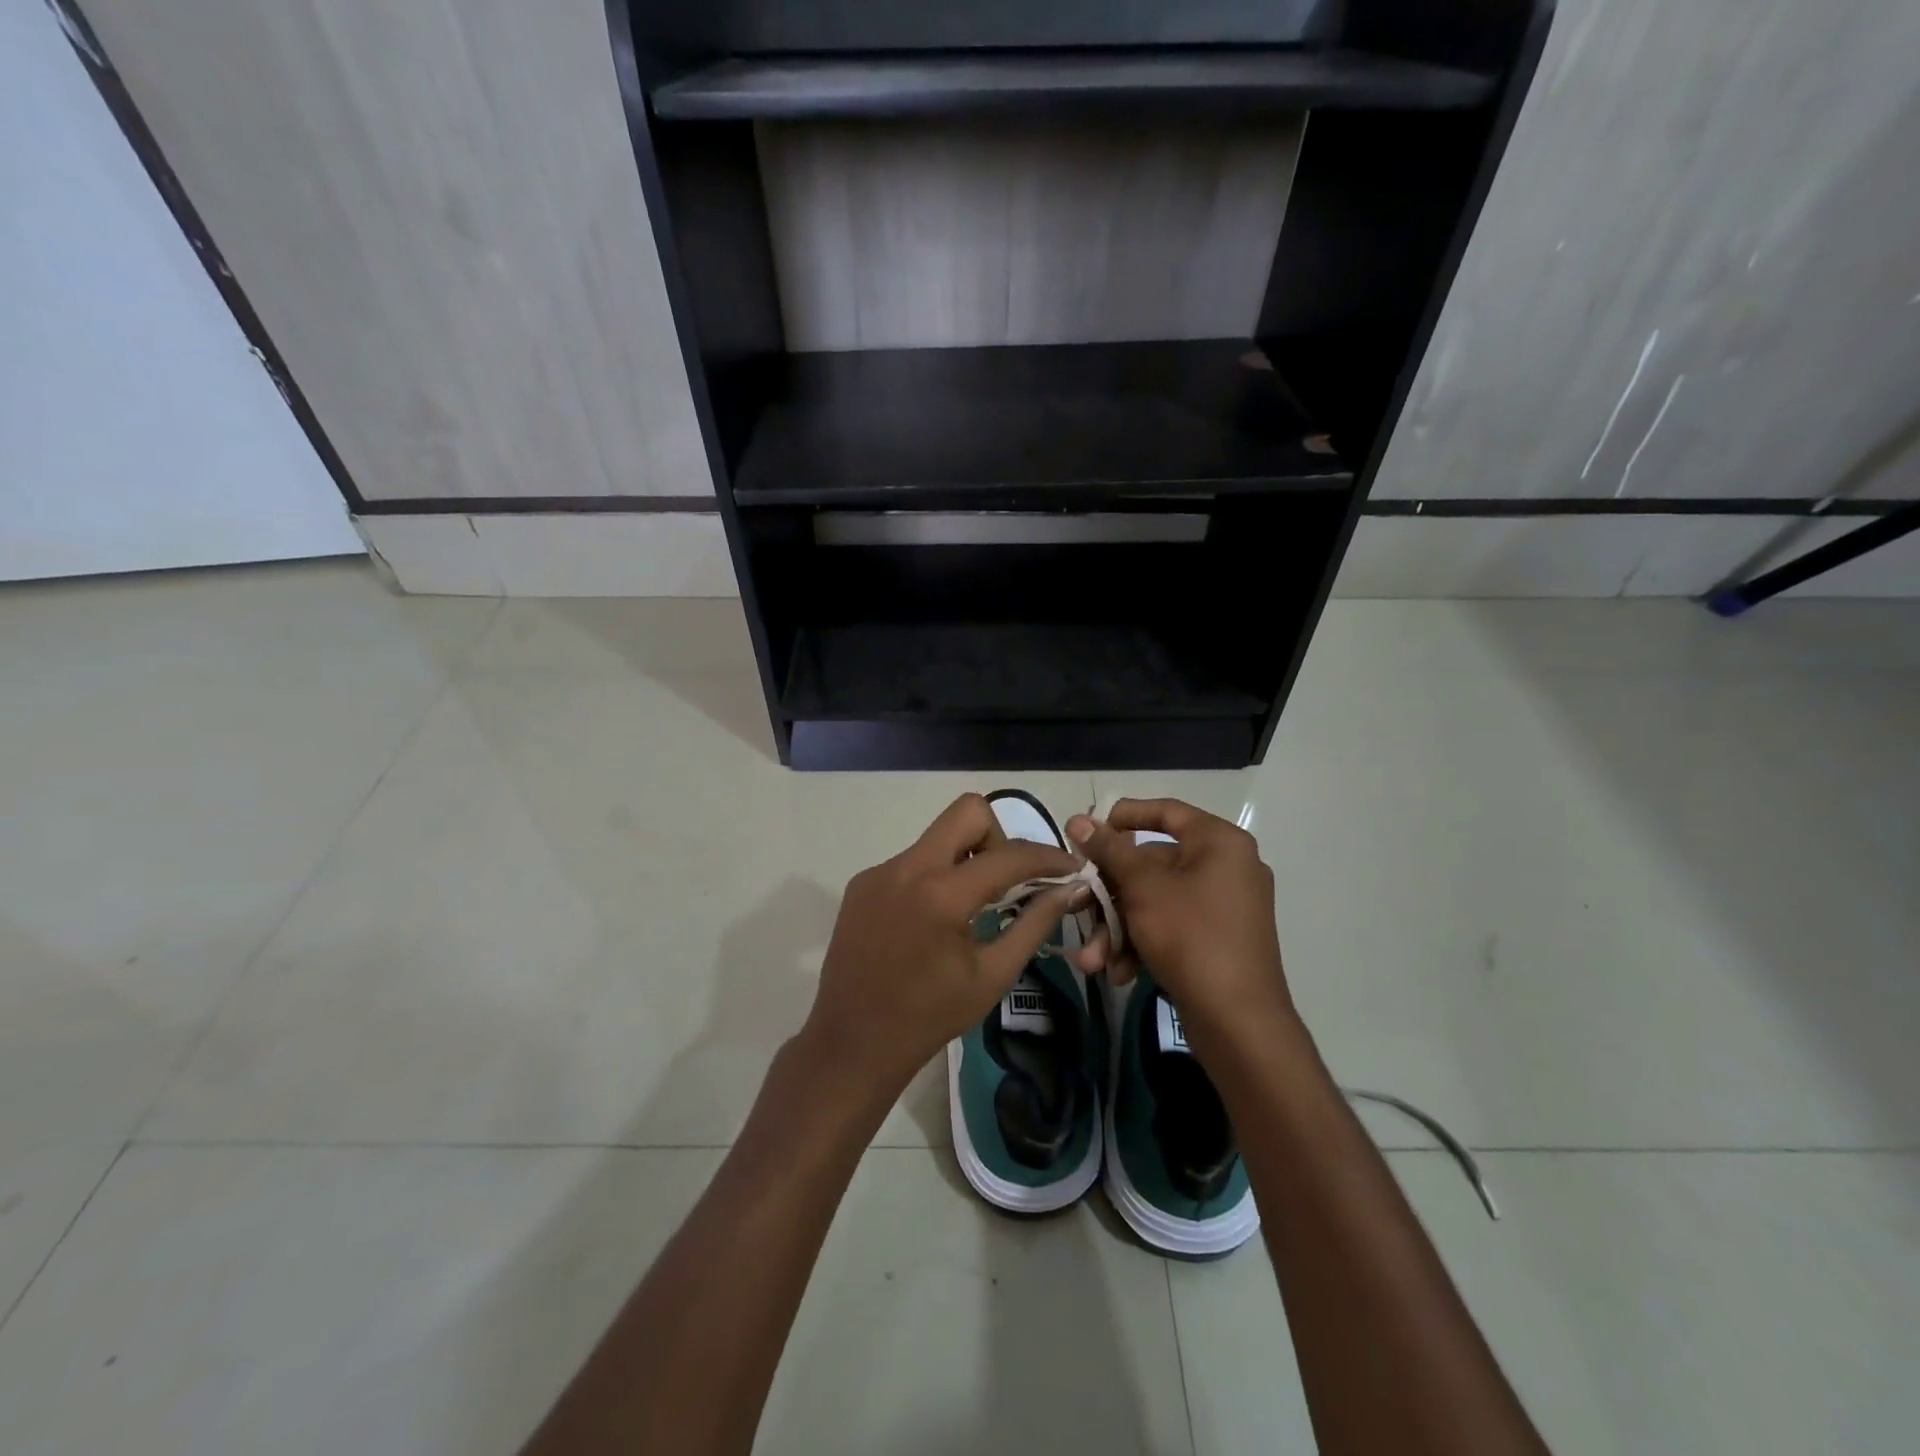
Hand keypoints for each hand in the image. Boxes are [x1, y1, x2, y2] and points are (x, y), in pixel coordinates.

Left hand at [801, 794, 1080, 1102]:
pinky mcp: (862, 882)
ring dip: (965, 858)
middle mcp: (906, 868)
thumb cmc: (930, 1017)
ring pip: (938, 835)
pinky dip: (935, 876)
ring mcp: (879, 871)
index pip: (1008, 856)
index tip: (1070, 867)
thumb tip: (1070, 889)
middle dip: (999, 837)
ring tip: (971, 907)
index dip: (1048, 857)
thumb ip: (1034, 924)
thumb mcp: (992, 975)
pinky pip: (912, 859)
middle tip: (1005, 882)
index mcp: (941, 895)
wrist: (853, 1042)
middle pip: (967, 812)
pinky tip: (932, 920)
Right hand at [1065, 798, 1292, 1048]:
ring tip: (1093, 958)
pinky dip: (1142, 943)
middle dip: (1109, 895)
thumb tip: (1078, 819)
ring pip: (1155, 901)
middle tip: (1079, 908)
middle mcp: (1226, 867)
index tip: (1086, 831)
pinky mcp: (1218, 940)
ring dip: (1118, 927)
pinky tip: (1119, 971)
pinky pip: (1171, 926)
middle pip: (1152, 864)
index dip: (1122, 816)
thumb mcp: (1142, 888)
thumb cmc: (1191, 937)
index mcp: (1219, 842)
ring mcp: (1224, 906)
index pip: (1165, 811)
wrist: (1240, 1023)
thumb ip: (1109, 850)